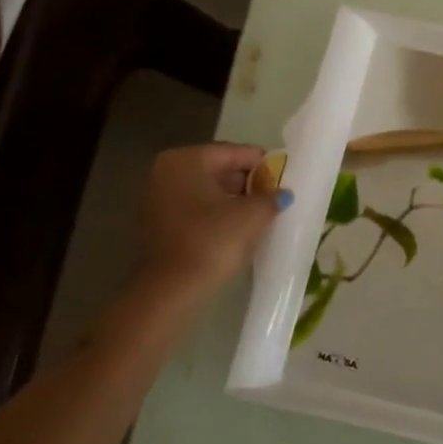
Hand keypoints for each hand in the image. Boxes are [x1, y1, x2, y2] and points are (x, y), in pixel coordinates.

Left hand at [135, 143, 285, 302]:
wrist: (169, 291)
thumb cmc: (211, 242)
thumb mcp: (252, 215)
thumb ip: (272, 196)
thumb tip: (282, 193)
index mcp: (186, 159)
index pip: (236, 152)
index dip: (265, 165)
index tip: (286, 179)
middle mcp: (165, 171)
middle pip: (219, 169)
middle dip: (248, 183)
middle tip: (275, 198)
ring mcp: (156, 198)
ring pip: (207, 191)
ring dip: (234, 200)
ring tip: (261, 215)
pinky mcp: (156, 223)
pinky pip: (195, 209)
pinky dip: (216, 214)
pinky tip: (237, 229)